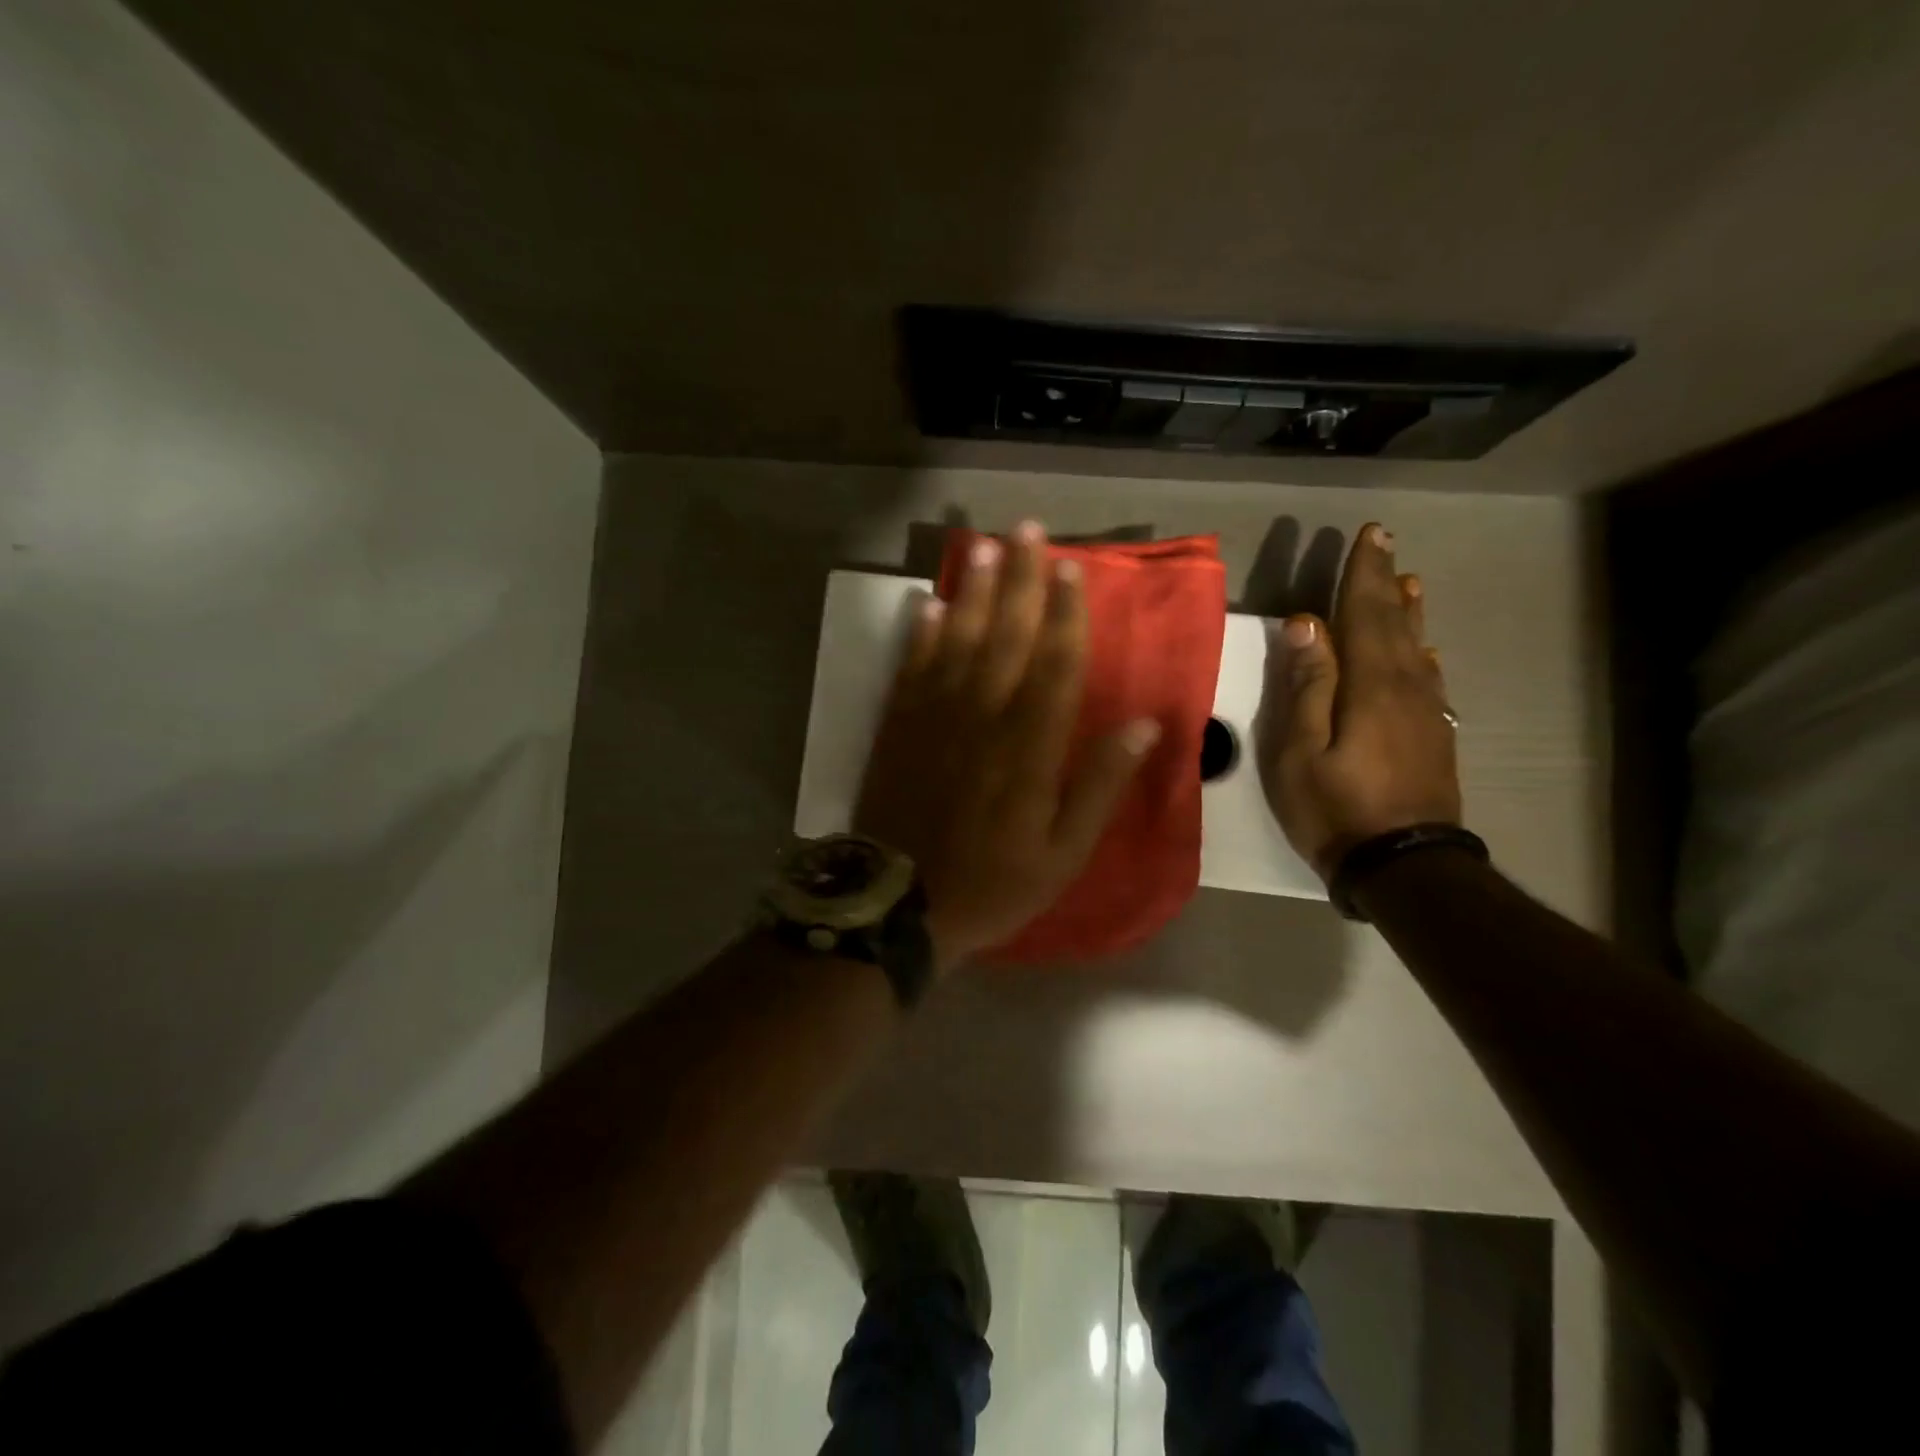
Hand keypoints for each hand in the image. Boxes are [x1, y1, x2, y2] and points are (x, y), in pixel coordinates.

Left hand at [855, 522, 1161, 971]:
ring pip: (957, 642)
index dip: (1065, 614)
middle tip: (1026, 529)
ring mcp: (934, 719)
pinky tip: (925, 603)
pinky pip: (910, 669)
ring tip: (982, 547)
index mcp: (1030, 748)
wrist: (901, 904)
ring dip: (971, 592)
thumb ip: (1100, 785)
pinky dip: (918, 634)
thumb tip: (1144, 725)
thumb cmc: (993, 883)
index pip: (1056, 665)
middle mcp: (983, 718)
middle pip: (1006, 637)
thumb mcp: (1063, 853)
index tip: (1071, 569)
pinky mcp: (898, 728)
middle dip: (1019, 581)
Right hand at [1258, 522, 1461, 881]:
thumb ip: (1307, 685)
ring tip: (1408, 583)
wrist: (1403, 864)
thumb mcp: (1300, 750)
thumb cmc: (1335, 807)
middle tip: (1384, 542)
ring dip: (1407, 612)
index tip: (1367, 534)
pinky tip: (1423, 651)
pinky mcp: (1433, 736)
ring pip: (1416, 647)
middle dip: (1384, 581)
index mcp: (1371, 684)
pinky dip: (1421, 653)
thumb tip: (1306, 623)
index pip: (1365, 613)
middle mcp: (1406, 687)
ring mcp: (1426, 713)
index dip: (1363, 574)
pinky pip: (1428, 679)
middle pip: (1394, 623)